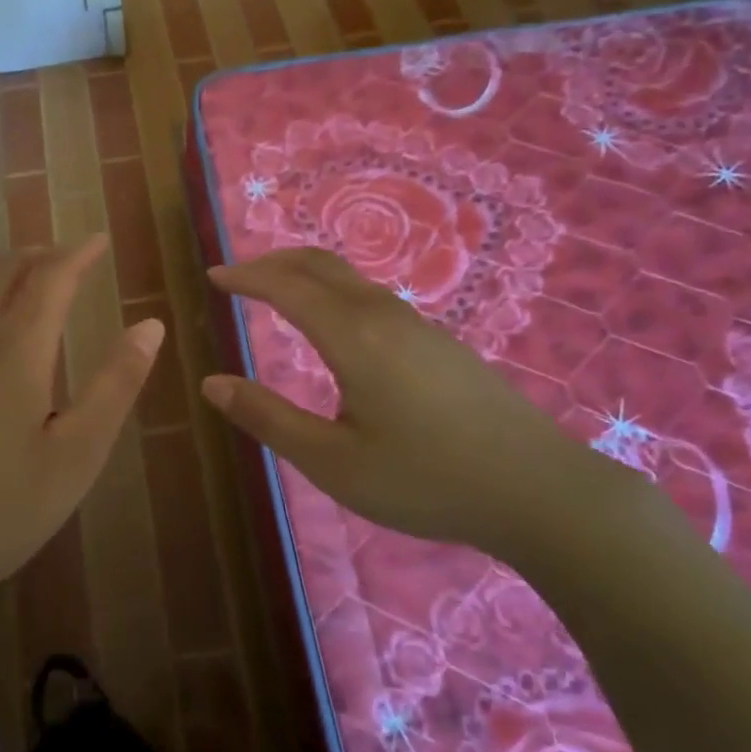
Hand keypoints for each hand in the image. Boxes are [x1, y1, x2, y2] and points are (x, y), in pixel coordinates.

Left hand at [0, 235, 161, 634]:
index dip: (78, 253)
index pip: (51, 275)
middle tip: (65, 260)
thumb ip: (116, 384)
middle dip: (38, 253)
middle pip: (1, 267)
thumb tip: (150, 325)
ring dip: (2, 280)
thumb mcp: (76, 456)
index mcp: (14, 347)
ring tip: (26, 296)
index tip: (98, 240)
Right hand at [202, 247, 626, 565]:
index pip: (285, 286)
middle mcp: (382, 314)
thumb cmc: (426, 480)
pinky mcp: (439, 341)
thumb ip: (269, 419)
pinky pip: (370, 296)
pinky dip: (332, 290)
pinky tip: (334, 324)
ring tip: (276, 292)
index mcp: (352, 336)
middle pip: (318, 265)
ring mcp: (417, 324)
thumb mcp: (334, 462)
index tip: (213, 276)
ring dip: (304, 273)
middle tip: (237, 276)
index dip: (245, 276)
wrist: (538, 490)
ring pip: (348, 278)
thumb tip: (212, 384)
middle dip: (272, 261)